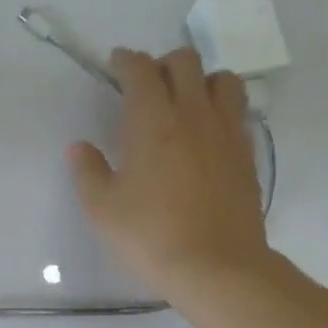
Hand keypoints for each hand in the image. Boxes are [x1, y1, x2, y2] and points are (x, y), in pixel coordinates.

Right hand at [68, 47, 267, 295]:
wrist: (216, 267)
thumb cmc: (151, 236)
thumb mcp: (103, 209)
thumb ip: (88, 172)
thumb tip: (80, 147)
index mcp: (152, 120)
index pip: (140, 70)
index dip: (126, 61)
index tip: (117, 64)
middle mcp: (193, 114)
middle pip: (184, 62)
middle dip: (163, 64)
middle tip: (148, 86)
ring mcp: (226, 132)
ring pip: (221, 79)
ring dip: (201, 81)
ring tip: (187, 103)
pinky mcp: (247, 154)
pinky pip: (238, 113)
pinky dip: (221, 110)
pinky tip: (208, 134)